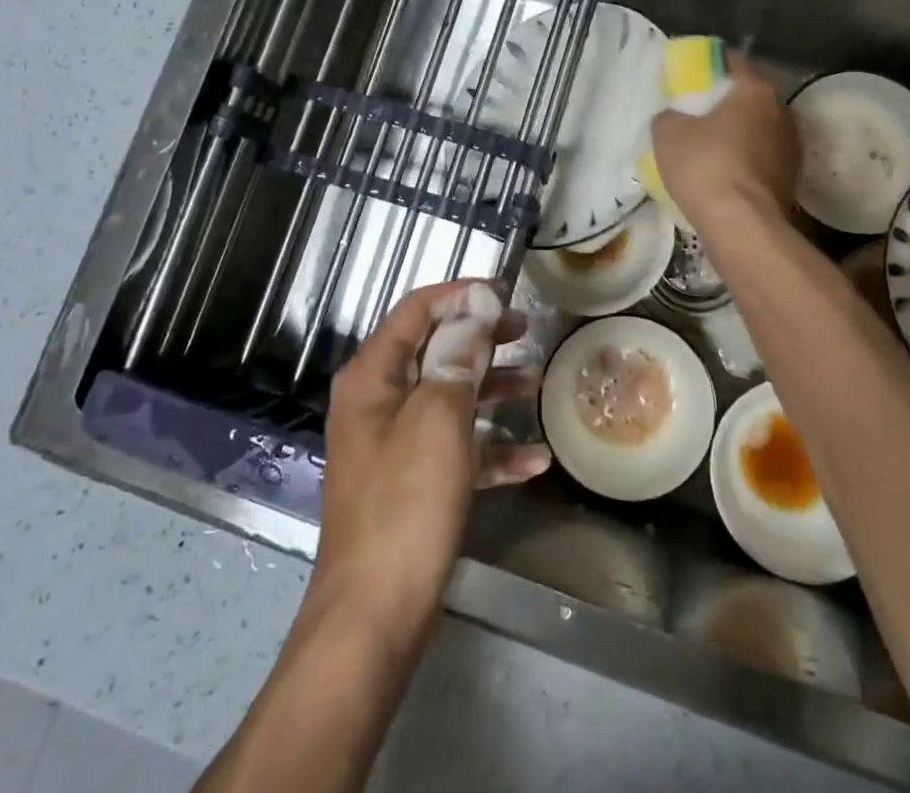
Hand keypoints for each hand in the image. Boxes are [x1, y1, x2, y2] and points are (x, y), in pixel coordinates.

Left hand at [310, 280, 550, 649]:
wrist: (374, 616)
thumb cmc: (406, 504)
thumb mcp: (438, 418)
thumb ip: (458, 355)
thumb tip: (477, 302)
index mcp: (373, 376)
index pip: (416, 311)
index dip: (460, 295)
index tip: (505, 292)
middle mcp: (378, 402)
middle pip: (434, 351)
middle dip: (481, 339)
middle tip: (526, 330)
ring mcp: (393, 445)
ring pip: (449, 398)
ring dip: (491, 390)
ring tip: (536, 385)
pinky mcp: (411, 484)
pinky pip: (455, 449)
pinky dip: (490, 449)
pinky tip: (534, 460)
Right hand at [650, 53, 797, 227]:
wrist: (742, 225)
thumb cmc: (705, 166)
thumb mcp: (667, 133)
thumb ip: (670, 115)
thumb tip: (675, 117)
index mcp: (756, 90)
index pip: (735, 61)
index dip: (712, 63)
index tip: (694, 71)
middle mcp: (783, 110)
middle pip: (752, 95)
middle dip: (729, 99)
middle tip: (700, 108)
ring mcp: (792, 146)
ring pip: (761, 127)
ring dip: (741, 131)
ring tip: (713, 143)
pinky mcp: (792, 178)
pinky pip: (764, 156)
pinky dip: (748, 158)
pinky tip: (726, 171)